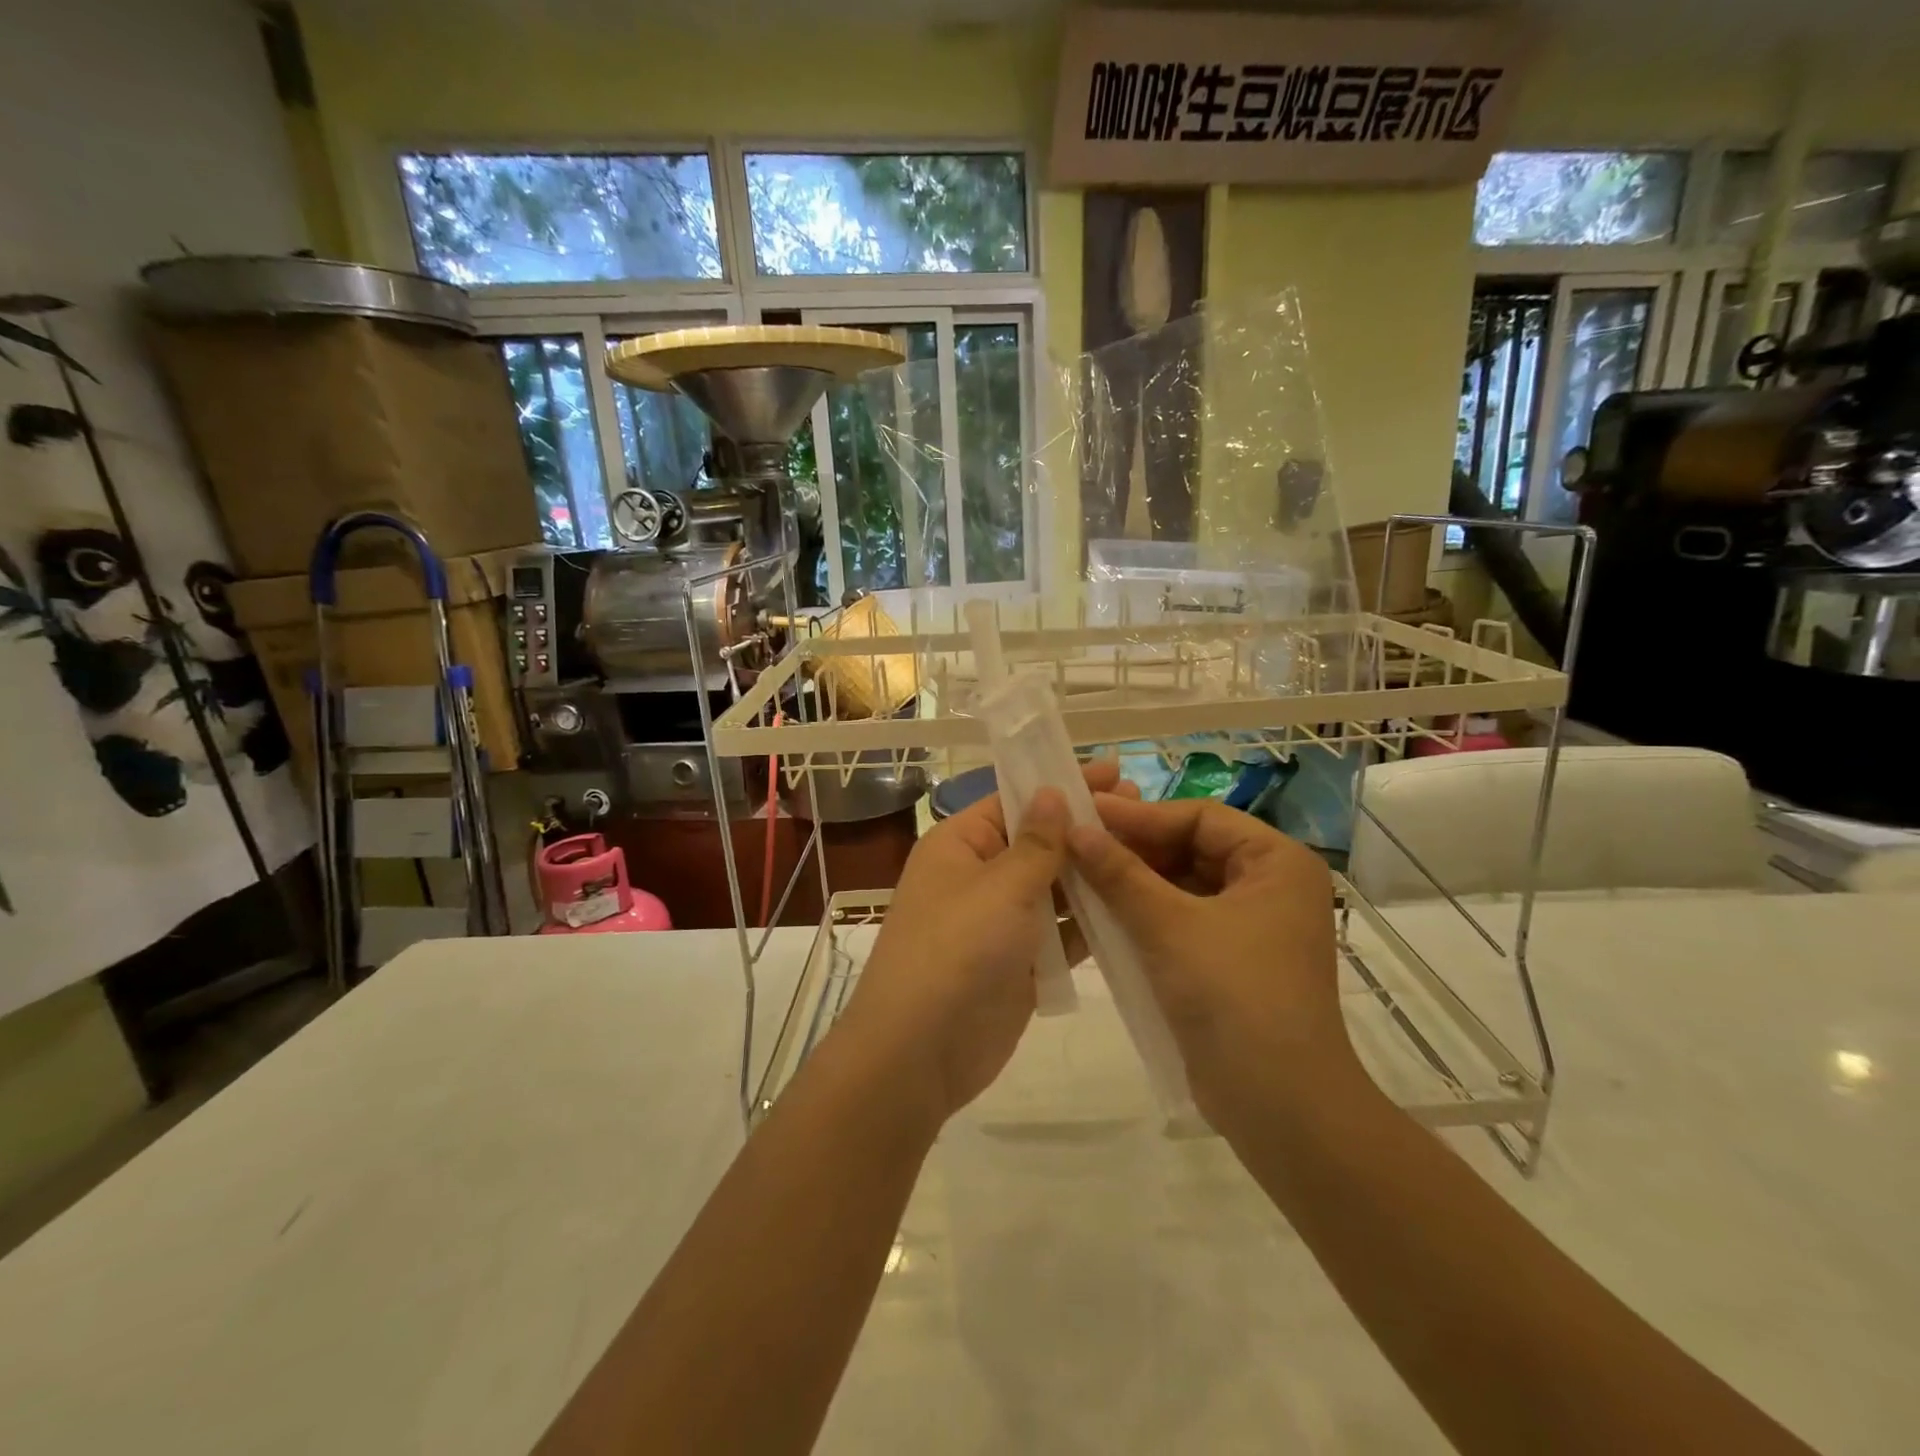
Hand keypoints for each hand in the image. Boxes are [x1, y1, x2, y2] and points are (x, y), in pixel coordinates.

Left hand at [832, 760, 1137, 1129]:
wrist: (920, 1052)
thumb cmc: (957, 950)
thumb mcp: (1001, 886)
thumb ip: (1036, 842)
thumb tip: (1051, 790)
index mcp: (960, 844)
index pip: (1015, 800)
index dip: (1062, 784)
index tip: (1115, 773)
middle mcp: (978, 876)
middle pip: (1038, 842)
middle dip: (1085, 828)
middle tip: (1143, 809)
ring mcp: (999, 922)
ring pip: (1053, 888)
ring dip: (1093, 875)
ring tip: (1150, 853)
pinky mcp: (1020, 963)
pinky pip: (1060, 933)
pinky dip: (1090, 923)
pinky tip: (1132, 907)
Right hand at [1066, 795, 1354, 1133]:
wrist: (1280, 1106)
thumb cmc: (1233, 995)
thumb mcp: (1169, 925)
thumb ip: (1119, 873)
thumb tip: (1074, 827)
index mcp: (1275, 862)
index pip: (1200, 817)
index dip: (1140, 815)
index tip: (1084, 813)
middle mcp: (1270, 886)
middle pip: (1191, 849)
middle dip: (1134, 849)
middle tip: (1076, 845)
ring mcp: (1251, 926)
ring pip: (1182, 887)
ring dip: (1133, 883)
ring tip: (1079, 876)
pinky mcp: (1231, 961)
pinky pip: (1182, 921)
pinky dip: (1144, 916)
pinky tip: (1101, 915)